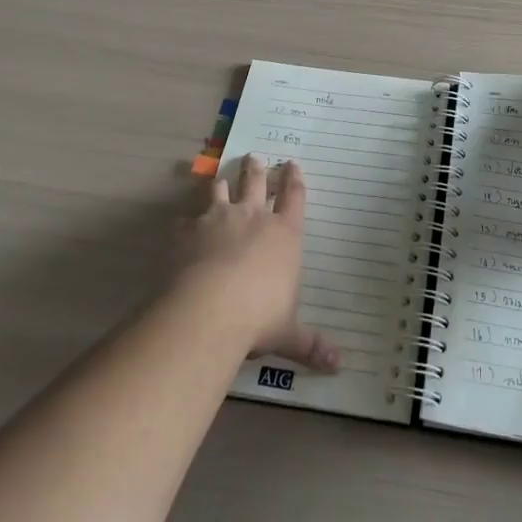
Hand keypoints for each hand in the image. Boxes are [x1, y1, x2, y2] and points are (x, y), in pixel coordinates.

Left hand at [177, 154, 339, 371]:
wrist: (208, 309)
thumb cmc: (259, 317)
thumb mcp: (289, 333)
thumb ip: (310, 344)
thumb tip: (339, 365)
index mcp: (284, 233)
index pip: (294, 197)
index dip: (294, 179)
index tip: (293, 164)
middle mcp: (253, 217)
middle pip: (256, 182)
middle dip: (257, 169)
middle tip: (254, 157)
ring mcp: (218, 219)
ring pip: (221, 190)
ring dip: (222, 183)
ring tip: (221, 176)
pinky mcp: (187, 230)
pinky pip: (186, 218)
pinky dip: (186, 220)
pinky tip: (182, 224)